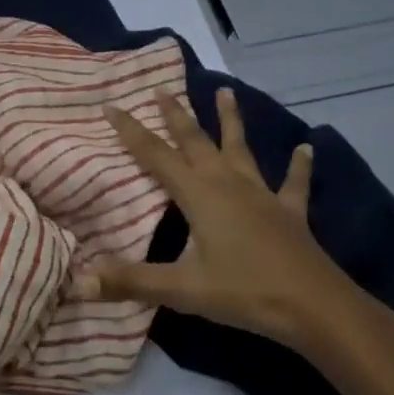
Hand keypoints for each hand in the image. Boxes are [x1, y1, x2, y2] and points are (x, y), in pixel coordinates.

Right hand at [74, 89, 343, 346]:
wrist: (314, 306)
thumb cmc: (244, 292)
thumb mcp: (182, 289)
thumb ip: (130, 281)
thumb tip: (79, 279)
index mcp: (199, 194)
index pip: (155, 155)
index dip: (131, 131)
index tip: (112, 105)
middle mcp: (227, 183)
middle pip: (196, 141)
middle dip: (176, 115)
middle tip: (162, 88)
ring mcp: (261, 194)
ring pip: (240, 148)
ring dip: (231, 120)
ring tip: (226, 91)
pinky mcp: (289, 211)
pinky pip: (293, 183)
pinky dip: (299, 166)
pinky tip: (307, 148)